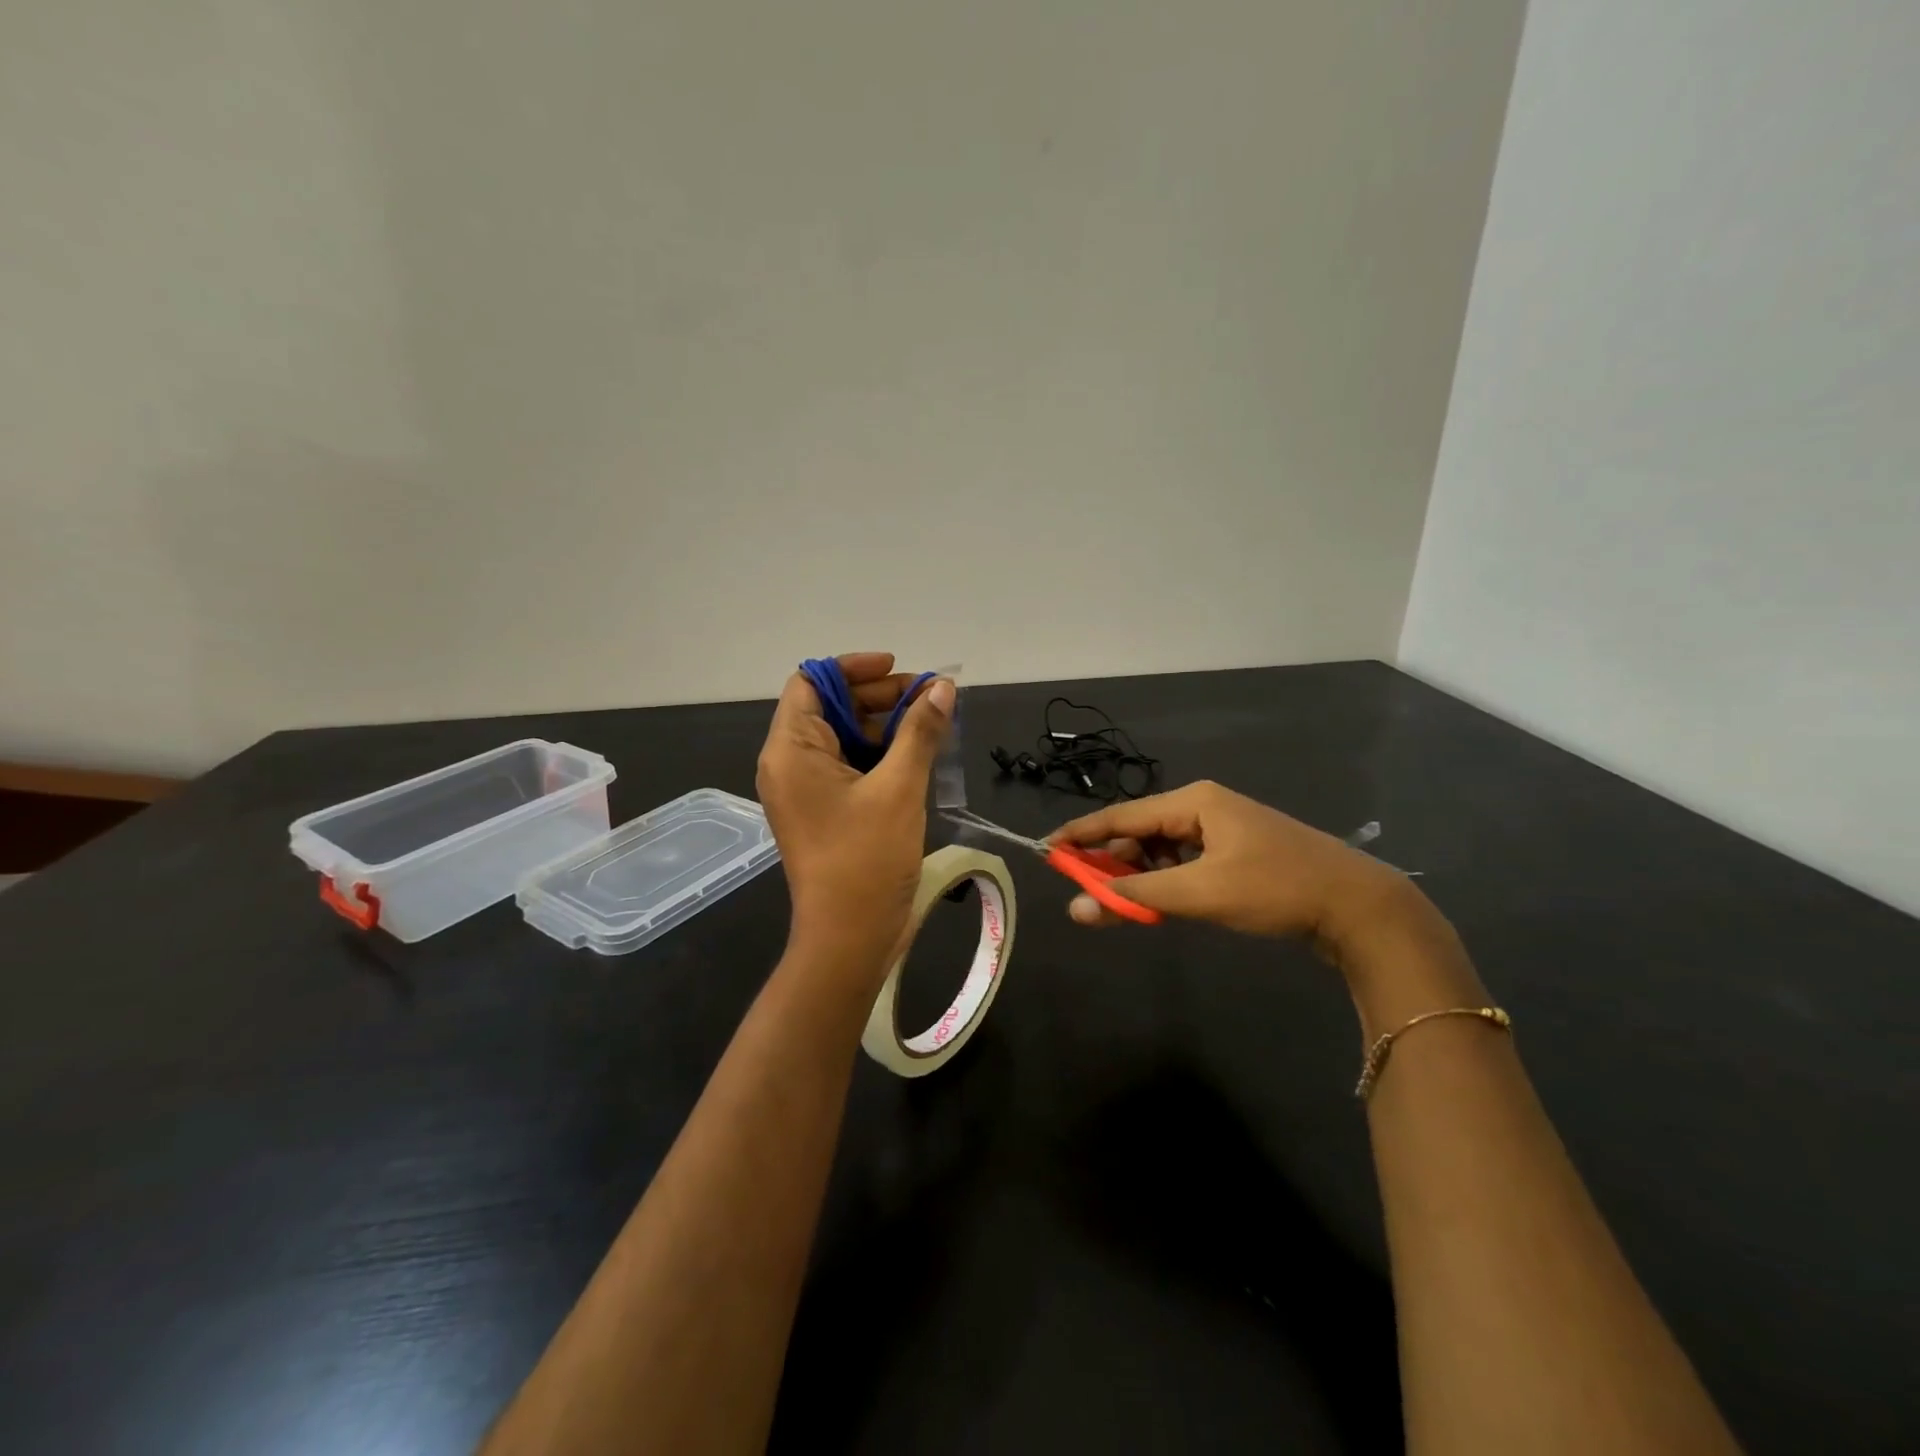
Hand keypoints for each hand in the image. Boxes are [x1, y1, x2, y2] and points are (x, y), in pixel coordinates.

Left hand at [756, 653, 954, 981]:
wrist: (849, 940)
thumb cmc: (867, 860)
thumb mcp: (899, 788)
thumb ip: (920, 731)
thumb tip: (943, 688)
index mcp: (791, 750)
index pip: (811, 683)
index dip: (853, 669)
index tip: (899, 669)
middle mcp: (790, 764)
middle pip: (830, 707)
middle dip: (879, 696)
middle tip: (930, 698)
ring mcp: (807, 790)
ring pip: (845, 737)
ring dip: (886, 725)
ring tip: (933, 723)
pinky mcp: (826, 811)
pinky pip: (851, 766)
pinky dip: (882, 754)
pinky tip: (920, 754)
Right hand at [1049, 781, 1430, 966]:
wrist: (1360, 907)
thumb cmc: (1276, 888)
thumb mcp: (1200, 893)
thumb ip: (1135, 897)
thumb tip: (1076, 908)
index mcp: (1194, 801)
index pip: (1121, 815)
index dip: (1082, 835)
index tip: (1047, 850)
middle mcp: (1204, 807)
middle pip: (1141, 831)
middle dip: (1112, 860)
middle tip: (1085, 890)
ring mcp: (1224, 830)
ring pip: (1163, 849)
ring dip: (1140, 874)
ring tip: (1120, 902)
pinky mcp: (1238, 853)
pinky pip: (1185, 861)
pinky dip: (1166, 880)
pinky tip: (1160, 901)